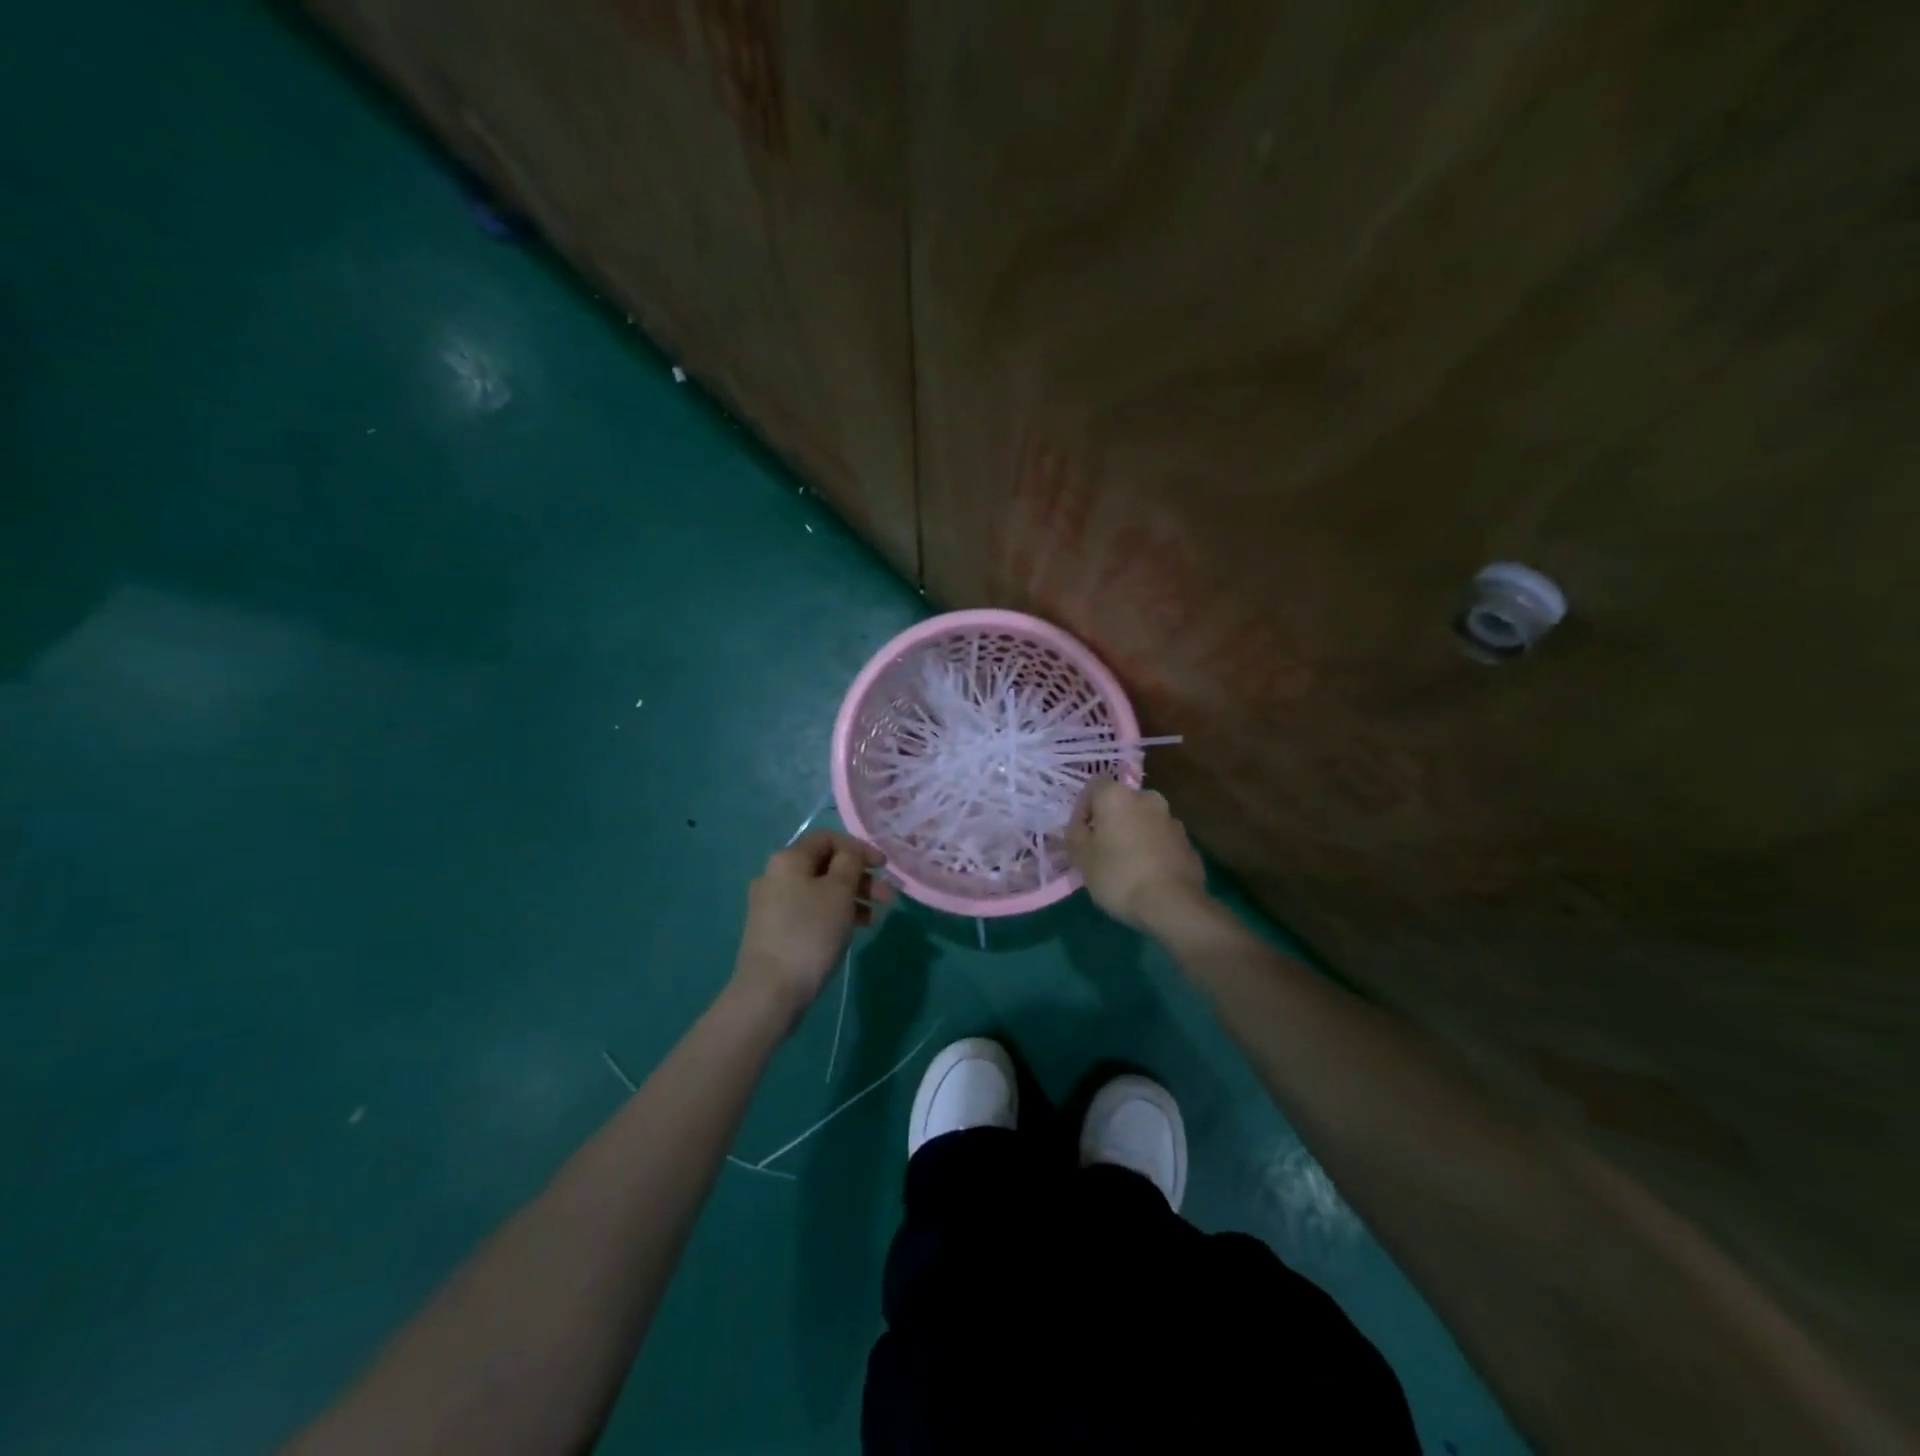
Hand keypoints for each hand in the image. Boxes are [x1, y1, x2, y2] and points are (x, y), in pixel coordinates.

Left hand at [731, 829, 892, 1026]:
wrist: (770, 992)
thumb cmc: (810, 933)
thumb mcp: (839, 892)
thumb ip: (850, 863)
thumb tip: (849, 853)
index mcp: (788, 859)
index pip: (828, 838)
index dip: (859, 847)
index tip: (884, 867)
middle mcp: (775, 875)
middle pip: (825, 865)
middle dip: (859, 877)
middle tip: (887, 897)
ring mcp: (772, 904)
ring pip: (819, 890)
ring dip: (851, 897)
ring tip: (875, 918)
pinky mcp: (774, 930)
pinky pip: (810, 910)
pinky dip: (834, 914)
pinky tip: (853, 930)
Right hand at [1065, 778, 1207, 930]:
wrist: (1173, 904)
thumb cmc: (1118, 875)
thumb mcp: (1081, 857)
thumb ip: (1075, 835)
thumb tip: (1080, 827)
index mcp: (1118, 796)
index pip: (1093, 787)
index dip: (1083, 809)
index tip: (1080, 836)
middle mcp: (1147, 798)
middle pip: (1121, 803)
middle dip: (1110, 822)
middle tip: (1101, 850)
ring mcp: (1172, 820)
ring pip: (1143, 821)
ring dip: (1133, 835)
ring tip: (1126, 867)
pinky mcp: (1188, 843)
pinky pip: (1161, 841)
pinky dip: (1152, 851)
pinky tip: (1147, 877)